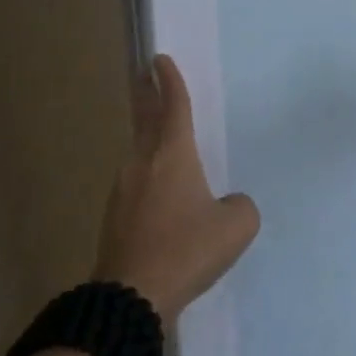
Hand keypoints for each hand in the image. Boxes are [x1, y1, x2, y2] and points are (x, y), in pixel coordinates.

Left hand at [96, 55, 259, 324]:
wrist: (131, 296)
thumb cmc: (187, 250)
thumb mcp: (236, 227)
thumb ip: (240, 206)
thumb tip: (228, 204)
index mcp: (172, 156)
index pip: (173, 106)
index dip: (171, 81)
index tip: (160, 59)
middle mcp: (143, 164)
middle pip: (145, 119)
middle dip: (146, 93)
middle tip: (143, 73)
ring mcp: (123, 190)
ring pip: (140, 153)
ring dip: (149, 138)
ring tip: (162, 138)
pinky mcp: (115, 217)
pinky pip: (137, 184)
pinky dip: (149, 176)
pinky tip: (163, 196)